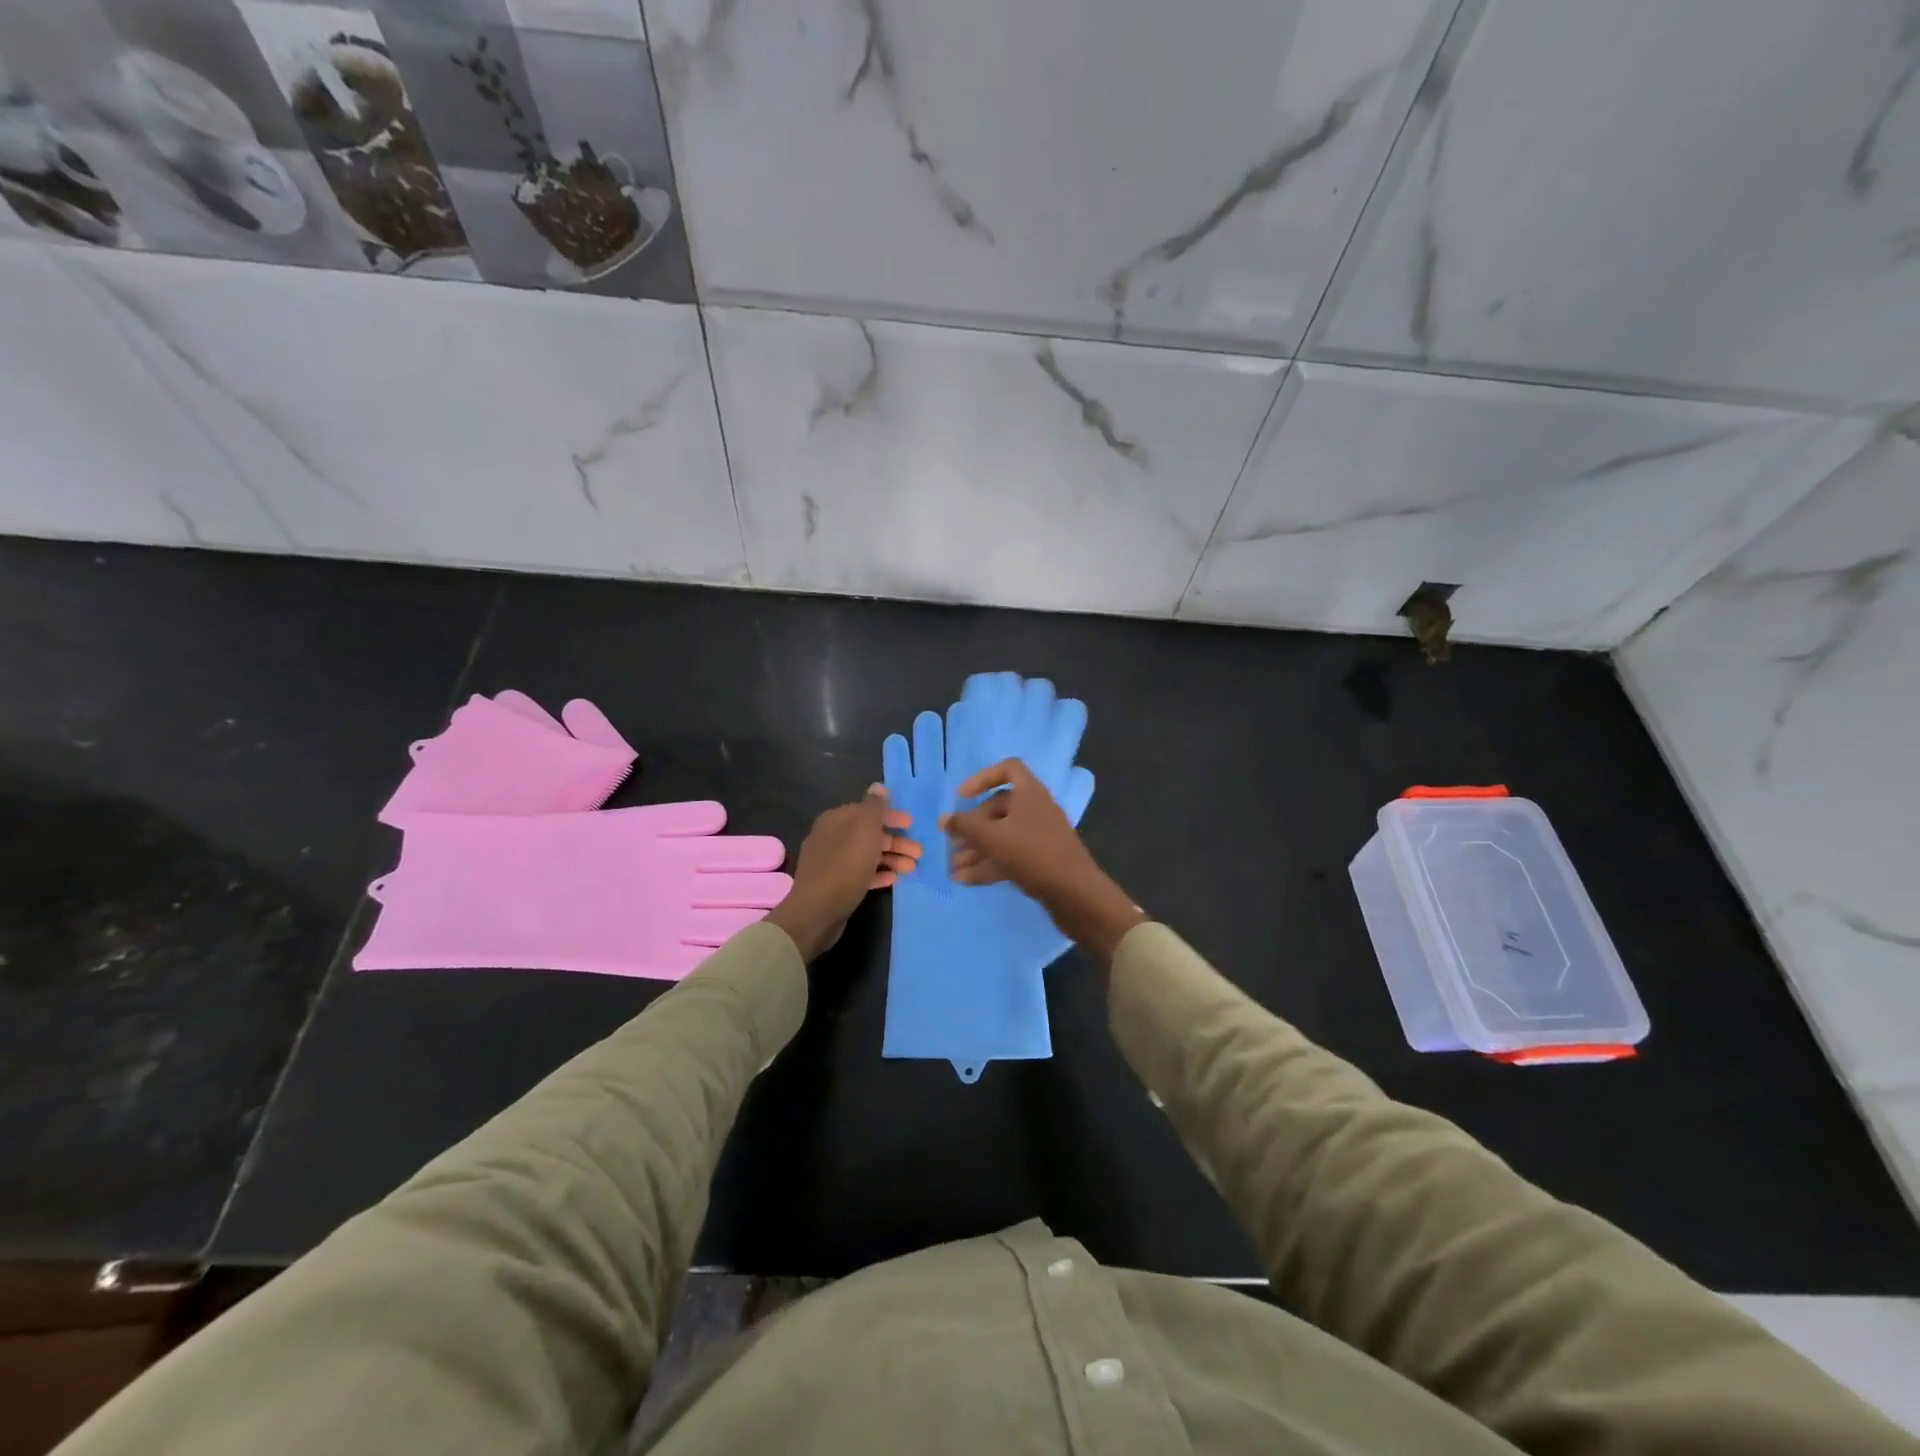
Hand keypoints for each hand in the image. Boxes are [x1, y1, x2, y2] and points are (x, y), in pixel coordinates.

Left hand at [766, 786, 920, 959]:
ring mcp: (832, 862)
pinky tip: (893, 880)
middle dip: (896, 842)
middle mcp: (831, 837)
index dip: (891, 816)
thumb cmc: (846, 864)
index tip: (912, 825)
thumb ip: (874, 807)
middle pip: (869, 834)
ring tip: (912, 868)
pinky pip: (860, 874)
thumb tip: (878, 787)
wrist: (818, 910)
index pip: (867, 811)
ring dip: (891, 859)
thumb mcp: (865, 829)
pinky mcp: (835, 885)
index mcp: (836, 820)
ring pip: (867, 855)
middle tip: (919, 852)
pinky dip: (877, 874)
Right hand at [941, 759, 1144, 960]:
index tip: (962, 797)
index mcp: (1030, 793)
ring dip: (977, 850)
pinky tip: (965, 880)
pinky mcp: (1042, 861)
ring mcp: (1041, 837)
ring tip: (952, 868)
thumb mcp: (992, 837)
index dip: (982, 778)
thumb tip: (944, 819)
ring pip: (1003, 836)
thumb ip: (964, 826)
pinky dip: (989, 865)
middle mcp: (1037, 810)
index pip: (1008, 769)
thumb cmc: (1031, 854)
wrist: (1075, 894)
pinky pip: (1010, 856)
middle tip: (951, 844)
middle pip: (999, 809)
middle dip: (972, 827)